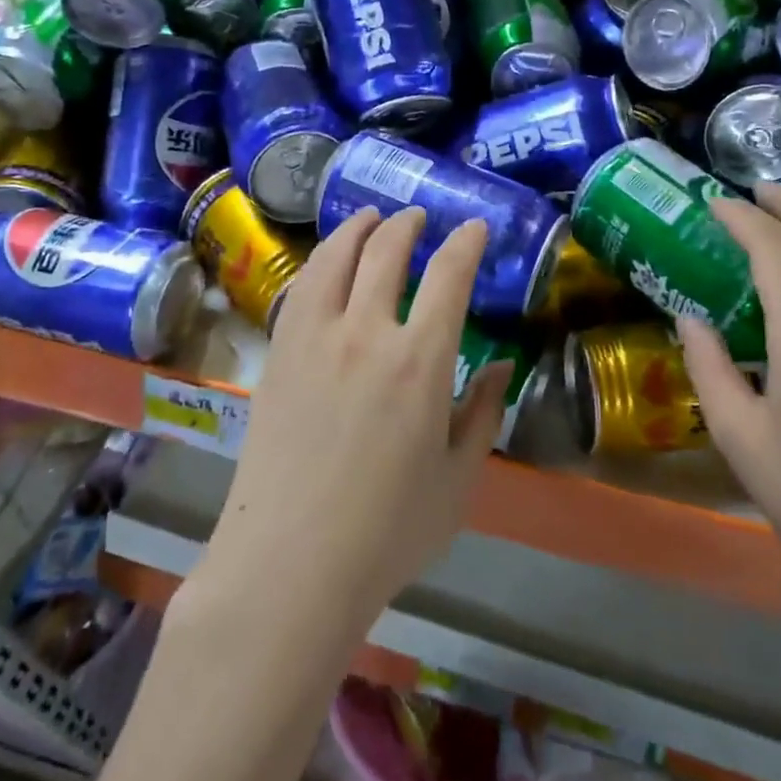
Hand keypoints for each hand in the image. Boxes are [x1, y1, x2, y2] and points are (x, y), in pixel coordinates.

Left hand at [200, 207, 511, 625]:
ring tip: (370, 217)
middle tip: (418, 217)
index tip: (475, 228)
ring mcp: (315, 337)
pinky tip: (326, 261)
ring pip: (336, 257)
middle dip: (408, 225)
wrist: (290, 563)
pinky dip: (320, 260)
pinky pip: (301, 286)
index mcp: (420, 361)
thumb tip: (502, 365)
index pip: (449, 276)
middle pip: (387, 251)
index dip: (466, 243)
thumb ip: (484, 414)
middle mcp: (367, 332)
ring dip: (358, 228)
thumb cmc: (388, 531)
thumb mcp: (459, 479)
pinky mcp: (279, 352)